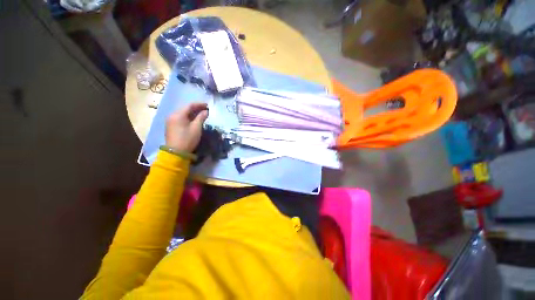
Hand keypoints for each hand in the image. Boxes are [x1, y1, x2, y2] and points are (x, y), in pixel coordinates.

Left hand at [165, 102, 208, 152]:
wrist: (176, 152)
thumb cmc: (187, 139)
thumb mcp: (196, 128)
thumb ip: (201, 117)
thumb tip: (206, 111)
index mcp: (178, 114)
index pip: (190, 105)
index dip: (199, 104)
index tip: (208, 105)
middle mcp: (172, 115)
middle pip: (185, 109)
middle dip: (196, 108)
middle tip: (206, 109)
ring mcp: (171, 120)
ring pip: (183, 113)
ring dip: (192, 113)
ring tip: (202, 114)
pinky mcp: (171, 126)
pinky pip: (181, 118)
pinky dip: (188, 117)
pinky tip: (194, 119)